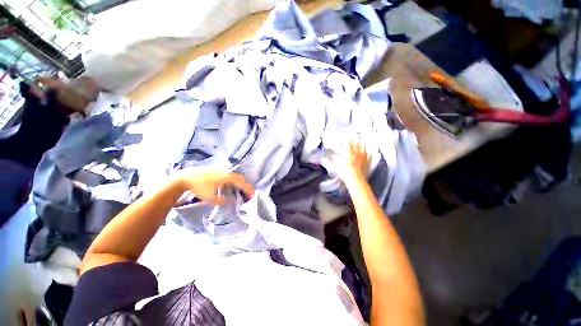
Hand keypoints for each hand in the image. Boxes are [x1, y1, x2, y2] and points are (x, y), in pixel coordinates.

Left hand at [173, 169, 254, 204]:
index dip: (249, 190)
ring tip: (240, 192)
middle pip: (241, 179)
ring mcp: (223, 171)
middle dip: (246, 187)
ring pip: (236, 177)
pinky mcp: (219, 171)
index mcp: (228, 178)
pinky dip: (234, 182)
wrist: (186, 178)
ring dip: (240, 184)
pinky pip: (231, 176)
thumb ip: (225, 200)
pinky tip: (230, 187)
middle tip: (247, 195)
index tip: (253, 196)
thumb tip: (234, 201)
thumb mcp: (212, 198)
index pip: (243, 183)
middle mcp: (228, 172)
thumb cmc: (199, 188)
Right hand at [336, 141, 370, 185]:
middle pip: (357, 144)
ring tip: (361, 144)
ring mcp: (363, 158)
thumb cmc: (345, 173)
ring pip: (363, 148)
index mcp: (349, 153)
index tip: (346, 139)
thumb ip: (333, 161)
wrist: (356, 180)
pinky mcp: (367, 163)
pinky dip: (368, 153)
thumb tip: (328, 159)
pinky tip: (368, 153)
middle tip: (354, 139)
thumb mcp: (337, 166)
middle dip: (355, 141)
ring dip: (362, 145)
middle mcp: (356, 154)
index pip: (348, 144)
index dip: (347, 141)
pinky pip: (369, 156)